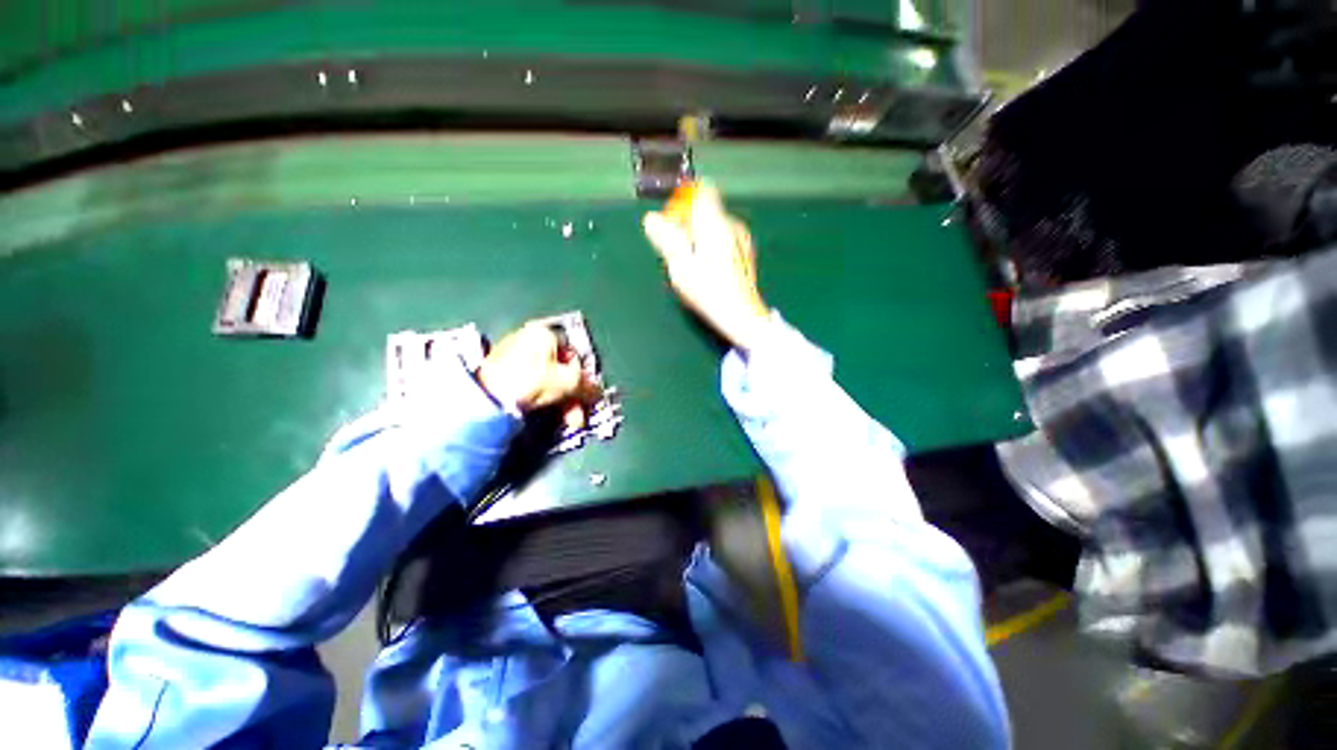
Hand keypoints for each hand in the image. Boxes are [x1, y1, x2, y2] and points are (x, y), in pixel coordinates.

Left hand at [478, 322, 597, 429]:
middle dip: (574, 396)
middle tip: (578, 415)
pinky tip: (551, 415)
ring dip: (563, 402)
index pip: (574, 353)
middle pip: (561, 370)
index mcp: (544, 333)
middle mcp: (528, 340)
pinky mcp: (503, 374)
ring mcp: (514, 356)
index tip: (586, 395)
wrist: (487, 397)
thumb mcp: (569, 381)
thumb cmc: (533, 380)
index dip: (583, 376)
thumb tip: (597, 391)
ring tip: (570, 422)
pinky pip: (532, 384)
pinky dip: (544, 399)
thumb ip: (587, 385)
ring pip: (548, 380)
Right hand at [643, 183, 770, 351]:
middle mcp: (733, 225)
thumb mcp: (681, 268)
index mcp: (716, 225)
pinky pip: (722, 238)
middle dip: (686, 225)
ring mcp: (742, 239)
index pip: (701, 191)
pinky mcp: (745, 252)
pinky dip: (709, 247)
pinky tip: (706, 270)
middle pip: (705, 211)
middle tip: (676, 253)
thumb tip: (650, 219)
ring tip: (691, 266)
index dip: (683, 201)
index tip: (672, 222)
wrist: (743, 316)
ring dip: (697, 238)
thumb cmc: (710, 293)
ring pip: (713, 226)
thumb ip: (666, 240)